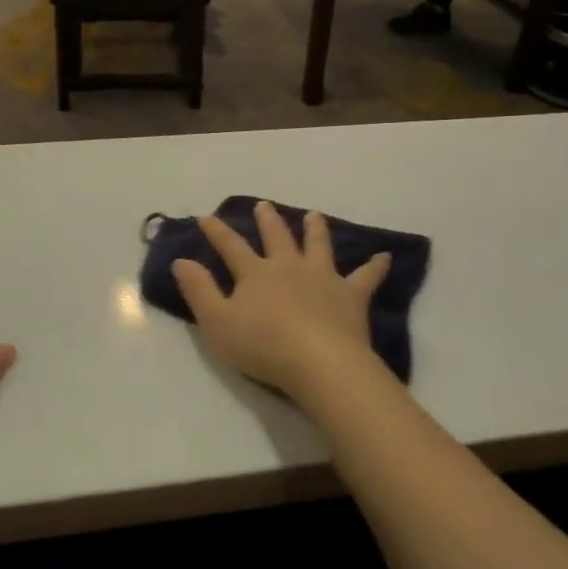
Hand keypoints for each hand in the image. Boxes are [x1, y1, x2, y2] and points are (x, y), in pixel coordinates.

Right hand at [172, 202, 390, 405]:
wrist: (320, 363)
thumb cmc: (263, 346)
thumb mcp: (217, 323)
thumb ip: (199, 291)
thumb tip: (181, 260)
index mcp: (256, 273)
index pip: (231, 246)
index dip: (216, 231)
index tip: (205, 216)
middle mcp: (289, 266)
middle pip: (277, 237)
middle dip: (268, 220)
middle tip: (264, 205)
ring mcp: (323, 277)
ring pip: (318, 245)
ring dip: (315, 229)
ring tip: (314, 214)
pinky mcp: (351, 295)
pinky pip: (366, 277)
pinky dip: (375, 266)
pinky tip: (385, 257)